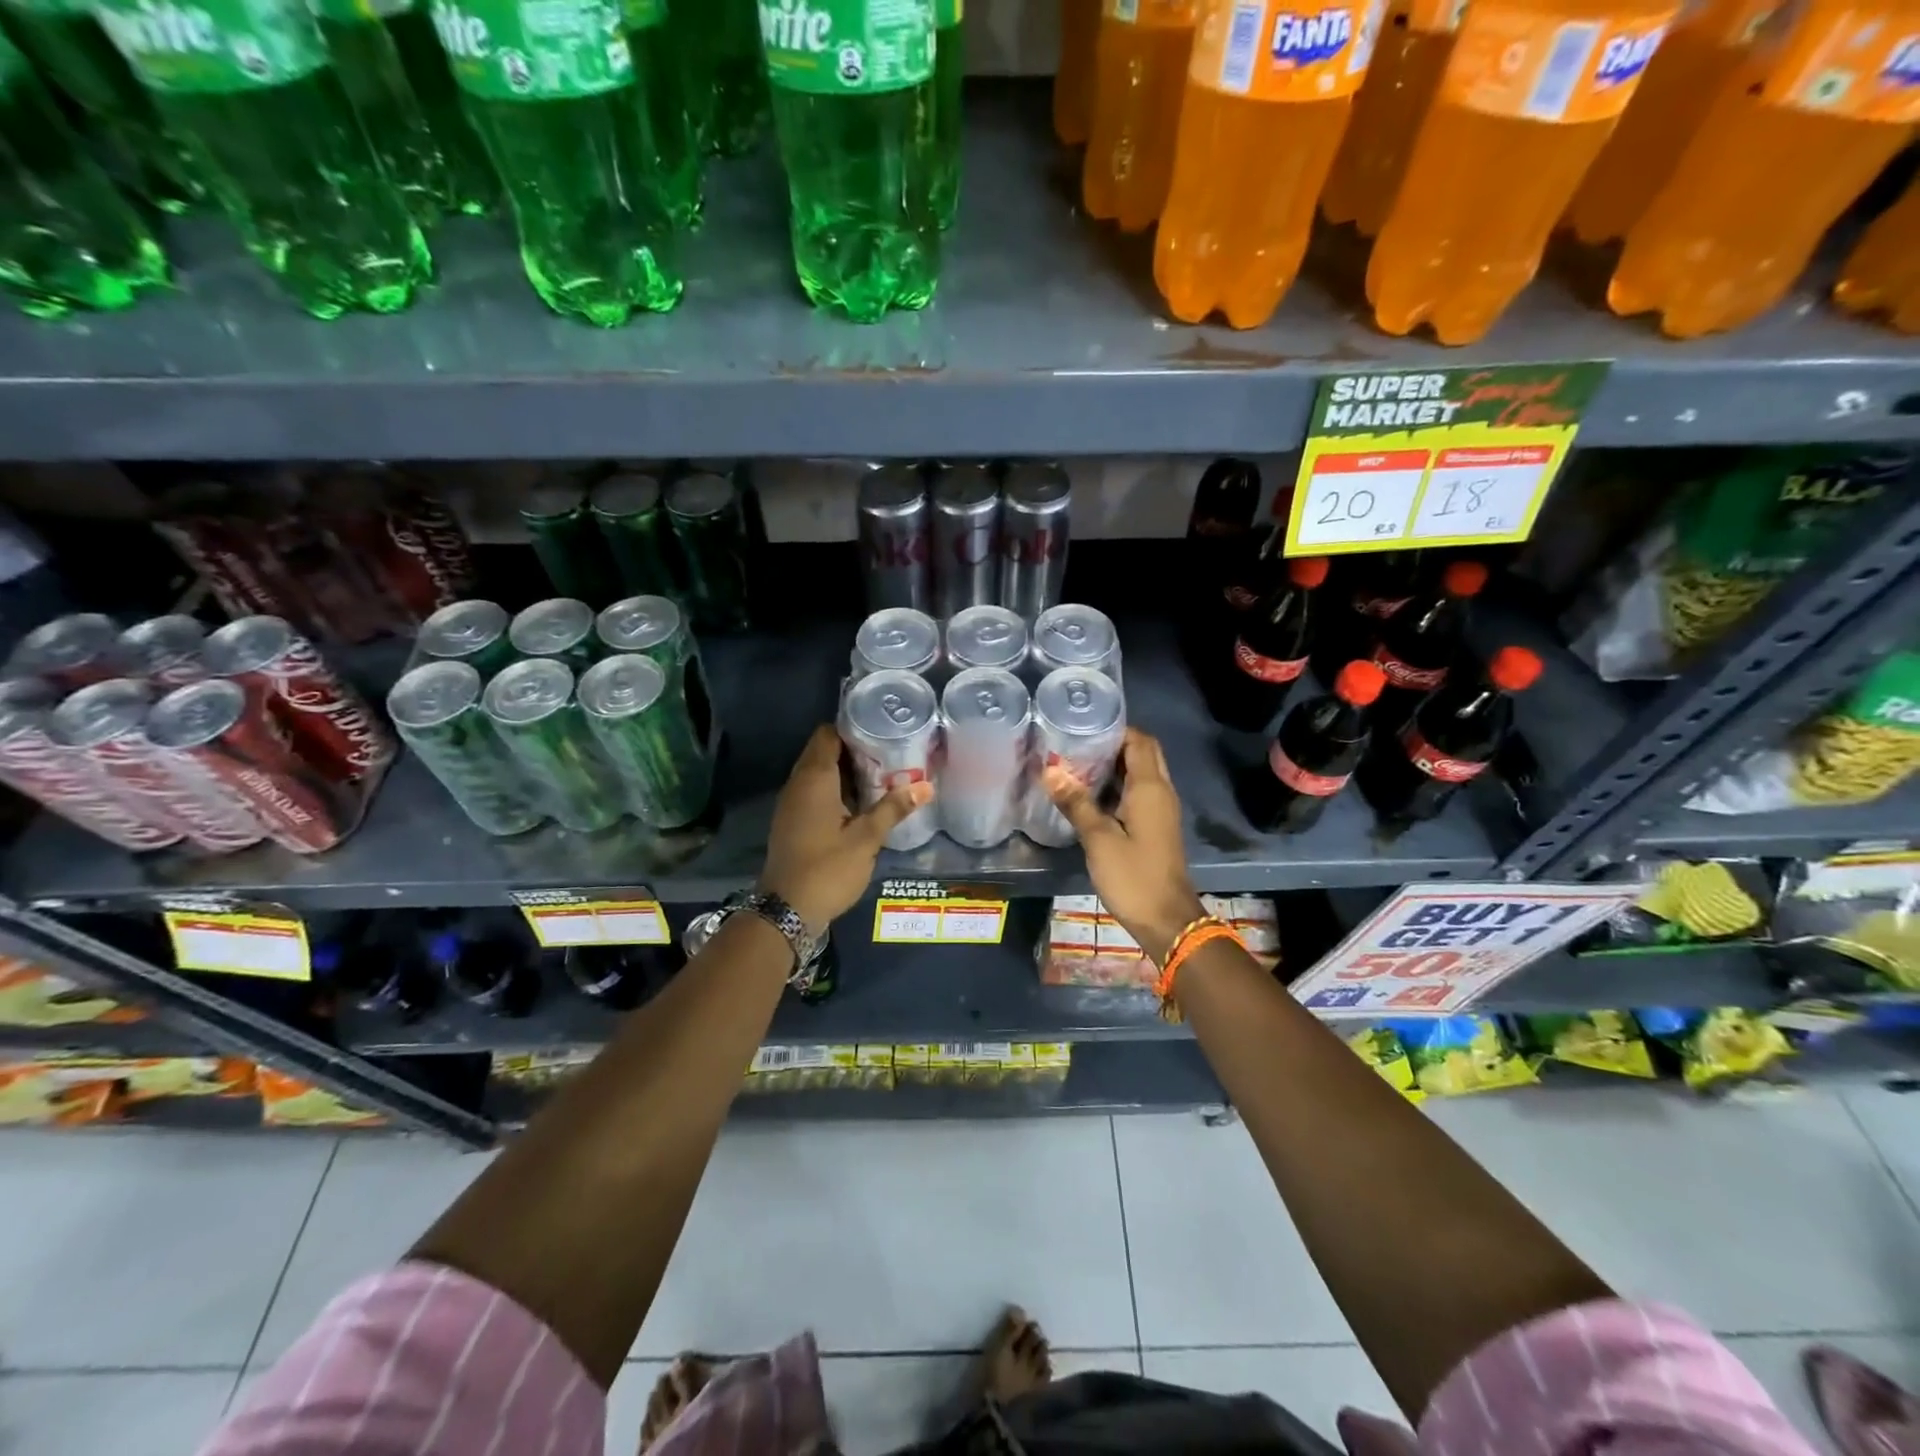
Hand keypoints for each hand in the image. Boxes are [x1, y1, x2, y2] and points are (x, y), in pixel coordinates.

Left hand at [759, 724, 932, 931]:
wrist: (786, 911)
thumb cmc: (827, 869)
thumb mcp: (866, 839)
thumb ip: (894, 809)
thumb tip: (926, 786)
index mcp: (814, 779)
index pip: (828, 734)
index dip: (853, 728)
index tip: (882, 729)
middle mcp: (798, 784)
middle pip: (824, 751)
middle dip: (854, 749)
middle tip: (890, 751)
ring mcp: (792, 804)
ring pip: (819, 773)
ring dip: (846, 771)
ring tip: (882, 773)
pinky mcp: (793, 821)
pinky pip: (815, 792)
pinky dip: (836, 790)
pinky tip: (861, 802)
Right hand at [1044, 728, 1204, 962]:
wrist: (1166, 920)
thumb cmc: (1133, 876)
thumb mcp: (1098, 839)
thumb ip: (1076, 803)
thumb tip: (1050, 771)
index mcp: (1150, 788)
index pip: (1140, 740)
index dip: (1115, 728)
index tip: (1084, 726)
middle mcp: (1161, 792)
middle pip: (1143, 753)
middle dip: (1114, 743)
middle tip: (1078, 743)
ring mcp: (1161, 810)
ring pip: (1141, 773)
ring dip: (1115, 765)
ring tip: (1077, 763)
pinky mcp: (1156, 827)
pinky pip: (1139, 793)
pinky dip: (1118, 785)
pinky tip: (1090, 794)